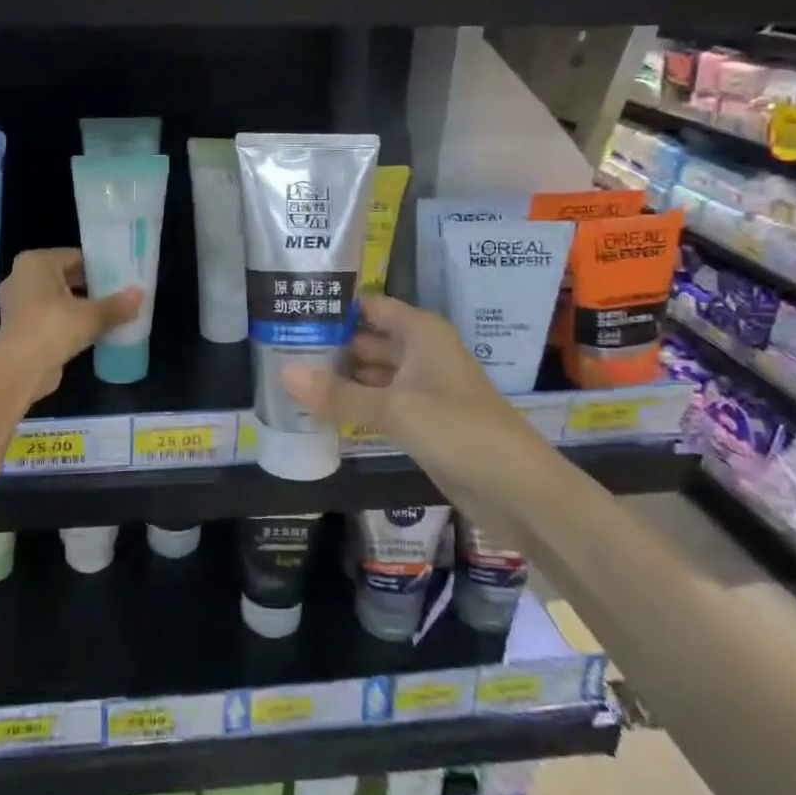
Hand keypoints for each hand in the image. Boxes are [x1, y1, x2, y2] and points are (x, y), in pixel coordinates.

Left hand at [0, 248, 141, 399]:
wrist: (19, 370)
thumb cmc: (52, 328)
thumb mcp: (90, 316)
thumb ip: (116, 305)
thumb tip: (140, 294)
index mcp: (35, 263)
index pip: (74, 256)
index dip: (99, 266)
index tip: (120, 276)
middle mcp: (21, 277)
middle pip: (64, 277)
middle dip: (89, 286)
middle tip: (118, 294)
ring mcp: (16, 304)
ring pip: (56, 299)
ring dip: (78, 306)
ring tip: (108, 313)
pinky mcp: (19, 328)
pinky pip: (49, 317)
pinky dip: (66, 322)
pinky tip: (90, 331)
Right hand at [281, 294, 504, 470]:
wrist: (517, 488)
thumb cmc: (458, 430)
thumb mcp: (393, 409)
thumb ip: (338, 393)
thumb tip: (283, 373)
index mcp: (421, 332)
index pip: (370, 306)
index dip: (335, 306)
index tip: (292, 308)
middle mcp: (421, 351)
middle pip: (368, 338)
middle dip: (330, 343)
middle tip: (278, 346)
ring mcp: (422, 387)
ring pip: (373, 371)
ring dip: (340, 374)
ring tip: (289, 374)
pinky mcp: (422, 419)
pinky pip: (380, 401)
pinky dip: (354, 401)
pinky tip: (320, 407)